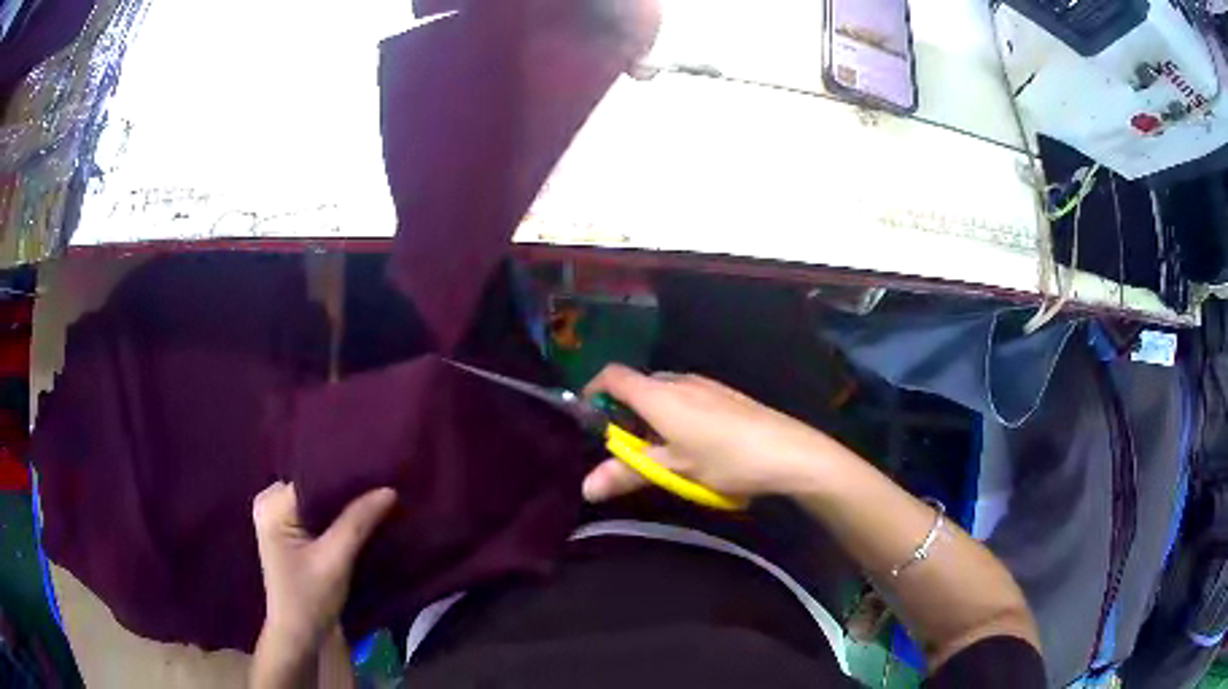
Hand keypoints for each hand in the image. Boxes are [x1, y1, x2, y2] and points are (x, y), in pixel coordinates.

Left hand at [252, 482, 396, 647]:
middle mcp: (270, 502)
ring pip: (318, 499)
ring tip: (376, 496)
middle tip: (381, 482)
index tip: (377, 471)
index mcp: (271, 504)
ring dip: (344, 503)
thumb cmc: (310, 598)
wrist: (299, 636)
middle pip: (315, 485)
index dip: (344, 475)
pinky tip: (361, 515)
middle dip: (345, 488)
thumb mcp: (335, 560)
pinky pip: (317, 512)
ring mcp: (278, 517)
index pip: (312, 476)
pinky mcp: (290, 531)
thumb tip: (388, 488)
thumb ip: (358, 522)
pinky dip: (337, 515)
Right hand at [581, 364, 838, 502]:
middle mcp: (680, 381)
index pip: (613, 376)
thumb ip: (627, 474)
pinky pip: (687, 397)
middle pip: (638, 385)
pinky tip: (694, 445)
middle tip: (623, 447)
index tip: (586, 417)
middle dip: (624, 412)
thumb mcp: (674, 470)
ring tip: (660, 452)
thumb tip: (585, 487)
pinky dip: (676, 415)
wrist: (789, 452)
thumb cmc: (725, 460)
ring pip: (665, 393)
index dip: (593, 390)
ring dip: (652, 416)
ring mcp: (707, 385)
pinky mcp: (726, 395)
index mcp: (659, 394)